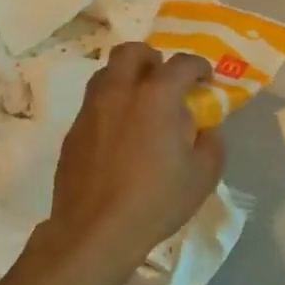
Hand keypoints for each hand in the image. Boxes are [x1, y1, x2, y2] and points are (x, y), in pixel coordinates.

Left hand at [45, 43, 224, 271]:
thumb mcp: (203, 175)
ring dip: (128, 79)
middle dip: (152, 58)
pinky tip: (122, 137)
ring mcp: (91, 110)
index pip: (182, 63)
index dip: (199, 67)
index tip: (206, 80)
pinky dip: (111, 108)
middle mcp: (120, 92)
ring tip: (142, 106)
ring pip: (107, 74)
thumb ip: (211, 142)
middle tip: (165, 80)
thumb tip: (205, 129)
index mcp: (157, 96)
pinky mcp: (73, 133)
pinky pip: (94, 105)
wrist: (95, 232)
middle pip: (132, 52)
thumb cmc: (156, 200)